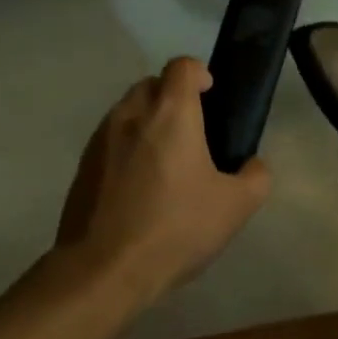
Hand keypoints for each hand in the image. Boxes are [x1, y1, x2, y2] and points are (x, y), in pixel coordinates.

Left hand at [57, 57, 270, 303]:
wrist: (102, 272)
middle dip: (172, 97)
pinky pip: (110, 141)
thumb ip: (255, 177)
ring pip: (128, 111)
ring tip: (165, 161)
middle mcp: (131, 114)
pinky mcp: (82, 167)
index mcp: (170, 113)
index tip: (211, 96)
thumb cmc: (174, 228)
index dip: (199, 73)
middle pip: (152, 84)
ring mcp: (101, 139)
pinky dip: (126, 149)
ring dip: (147, 122)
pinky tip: (138, 187)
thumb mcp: (235, 207)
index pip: (182, 66)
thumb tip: (253, 165)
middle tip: (192, 131)